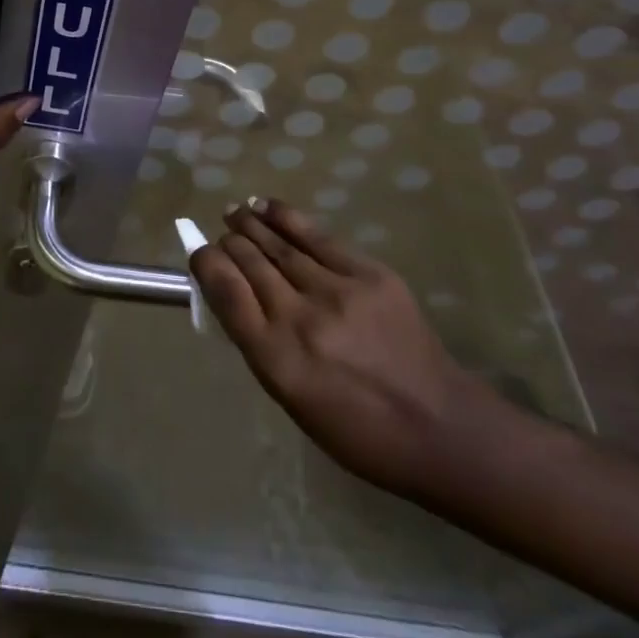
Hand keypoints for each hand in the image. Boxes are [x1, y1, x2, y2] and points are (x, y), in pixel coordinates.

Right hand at [191, 199, 496, 498]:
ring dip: (250, 224)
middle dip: (229, 244)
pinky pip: (316, 236)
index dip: (205, 264)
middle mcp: (300, 318)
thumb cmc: (357, 430)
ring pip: (278, 244)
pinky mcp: (369, 274)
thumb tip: (233, 294)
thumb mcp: (291, 398)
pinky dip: (285, 217)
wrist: (439, 426)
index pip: (225, 292)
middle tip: (223, 236)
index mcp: (276, 359)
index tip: (199, 254)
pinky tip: (267, 207)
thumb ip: (258, 342)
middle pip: (249, 262)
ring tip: (236, 211)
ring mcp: (337, 291)